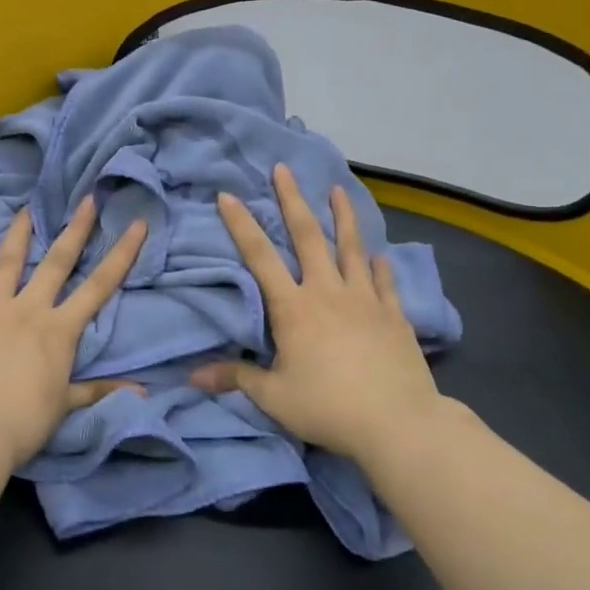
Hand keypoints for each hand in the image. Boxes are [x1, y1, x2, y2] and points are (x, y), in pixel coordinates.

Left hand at [0, 197, 148, 470]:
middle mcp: (28, 310)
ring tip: (25, 211)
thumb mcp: (65, 405)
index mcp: (59, 329)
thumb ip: (99, 390)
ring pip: (6, 265)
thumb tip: (143, 392)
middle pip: (56, 262)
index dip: (122, 253)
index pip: (99, 286)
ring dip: (17, 236)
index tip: (136, 223)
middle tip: (86, 199)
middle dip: (75, 229)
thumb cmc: (25, 421)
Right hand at [190, 164, 445, 463]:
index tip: (228, 196)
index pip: (260, 258)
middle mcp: (328, 292)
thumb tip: (192, 375)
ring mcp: (366, 300)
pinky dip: (380, 266)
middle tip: (284, 169)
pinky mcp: (394, 315)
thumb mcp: (274, 396)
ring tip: (338, 190)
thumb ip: (235, 378)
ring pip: (352, 248)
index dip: (242, 225)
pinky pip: (385, 282)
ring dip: (343, 217)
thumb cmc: (328, 407)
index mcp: (294, 308)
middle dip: (293, 200)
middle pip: (309, 237)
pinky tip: (380, 254)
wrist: (397, 421)